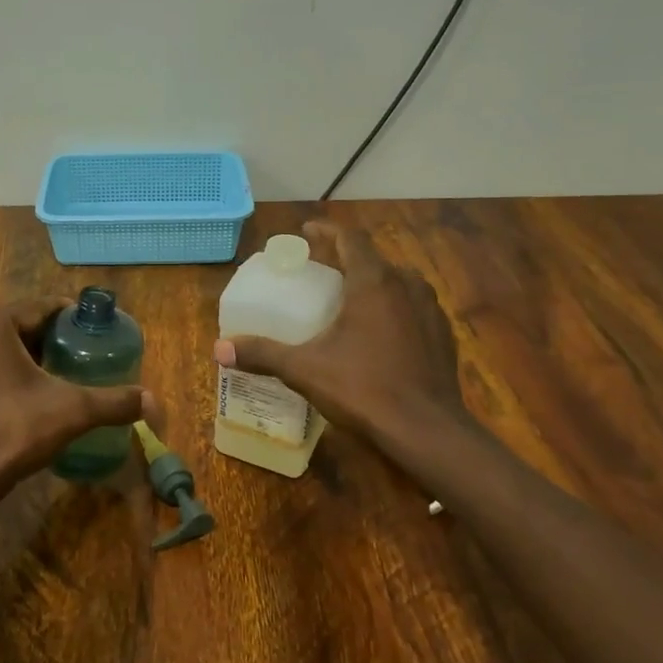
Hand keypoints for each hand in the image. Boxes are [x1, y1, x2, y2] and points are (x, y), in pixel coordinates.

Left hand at [0, 299, 154, 501]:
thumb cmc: (12, 431)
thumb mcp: (72, 411)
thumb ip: (114, 401)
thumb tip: (153, 401)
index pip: (43, 308)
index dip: (73, 320)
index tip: (96, 335)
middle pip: (20, 324)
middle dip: (50, 339)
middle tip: (80, 359)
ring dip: (26, 354)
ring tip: (57, 376)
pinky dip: (2, 368)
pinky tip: (24, 391)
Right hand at [213, 221, 466, 445]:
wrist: (427, 432)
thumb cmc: (364, 389)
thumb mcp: (304, 370)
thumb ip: (263, 354)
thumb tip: (219, 349)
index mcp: (374, 283)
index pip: (351, 239)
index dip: (327, 230)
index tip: (307, 231)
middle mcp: (407, 286)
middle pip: (373, 259)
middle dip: (345, 258)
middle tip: (319, 270)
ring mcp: (430, 311)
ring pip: (397, 282)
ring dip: (371, 282)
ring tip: (347, 297)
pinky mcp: (442, 336)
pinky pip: (412, 308)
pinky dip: (392, 307)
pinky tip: (377, 332)